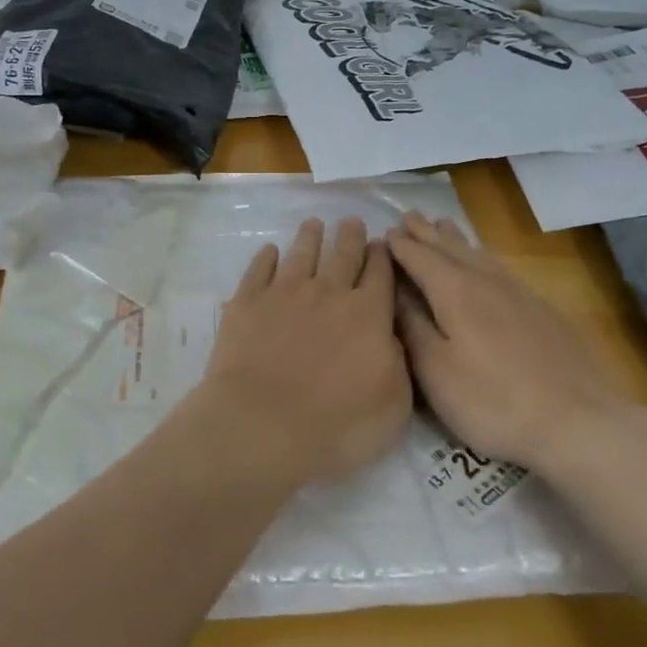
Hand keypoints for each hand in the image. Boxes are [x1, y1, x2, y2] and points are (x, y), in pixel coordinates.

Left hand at [197, 217, 412, 483]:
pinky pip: (259, 270)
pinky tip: (268, 251)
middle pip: (343, 255)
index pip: (380, 274)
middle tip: (351, 220)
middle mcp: (328, 293)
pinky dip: (265, 258)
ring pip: (301, 254)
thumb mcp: (393, 403)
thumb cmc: (338, 424)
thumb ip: (398, 361)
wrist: (263, 425)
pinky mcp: (247, 303)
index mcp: (368, 313)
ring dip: (309, 237)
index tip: (382, 243)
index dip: (383, 256)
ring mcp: (284, 293)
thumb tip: (390, 334)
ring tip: (313, 224)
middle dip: (350, 236)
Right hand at [386, 212, 634, 470]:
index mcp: (455, 292)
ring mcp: (518, 292)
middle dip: (426, 233)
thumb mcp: (436, 371)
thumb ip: (412, 325)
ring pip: (479, 254)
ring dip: (456, 238)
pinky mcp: (541, 308)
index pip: (419, 258)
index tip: (384, 234)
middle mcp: (486, 281)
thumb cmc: (492, 401)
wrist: (577, 421)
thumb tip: (394, 290)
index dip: (400, 246)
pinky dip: (482, 255)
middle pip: (450, 248)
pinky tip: (485, 262)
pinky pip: (500, 267)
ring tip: (443, 224)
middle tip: (409, 216)